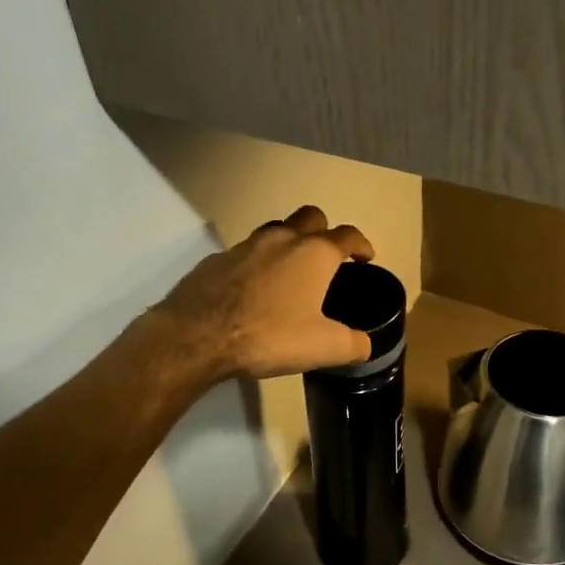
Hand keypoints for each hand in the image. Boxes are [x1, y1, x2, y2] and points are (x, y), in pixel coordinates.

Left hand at [151, 206, 378, 380]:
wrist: (198, 335)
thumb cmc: (269, 335)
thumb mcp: (323, 348)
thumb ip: (352, 344)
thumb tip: (365, 344)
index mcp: (314, 254)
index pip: (347, 235)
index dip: (361, 244)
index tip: (366, 256)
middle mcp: (282, 239)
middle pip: (311, 217)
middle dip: (324, 230)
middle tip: (327, 255)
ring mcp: (245, 245)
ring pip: (276, 230)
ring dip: (289, 242)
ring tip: (290, 270)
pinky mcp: (216, 259)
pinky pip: (245, 253)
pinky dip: (257, 263)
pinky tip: (253, 289)